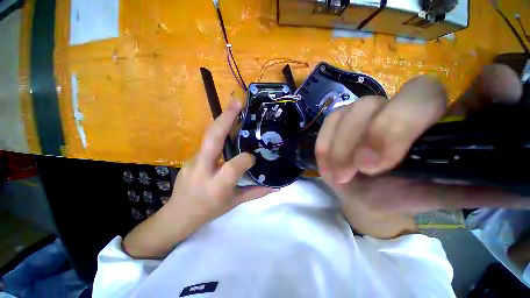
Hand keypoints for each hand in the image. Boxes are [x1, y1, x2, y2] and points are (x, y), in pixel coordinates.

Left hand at [123, 100, 272, 257]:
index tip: (253, 156)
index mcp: (217, 186)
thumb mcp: (234, 203)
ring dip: (222, 121)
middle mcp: (203, 171)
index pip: (233, 167)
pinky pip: (207, 143)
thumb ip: (255, 193)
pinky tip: (227, 128)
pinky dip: (218, 133)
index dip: (246, 158)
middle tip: (237, 102)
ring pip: (208, 137)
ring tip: (234, 107)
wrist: (178, 214)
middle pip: (213, 140)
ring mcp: (193, 161)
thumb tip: (274, 186)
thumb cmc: (209, 210)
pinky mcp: (189, 158)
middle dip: (225, 119)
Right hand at [316, 64, 526, 237]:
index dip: (494, 87)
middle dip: (388, 130)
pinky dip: (326, 145)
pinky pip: (332, 121)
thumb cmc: (402, 194)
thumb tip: (527, 188)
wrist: (361, 194)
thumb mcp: (438, 195)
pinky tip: (328, 166)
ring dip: (346, 146)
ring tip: (342, 176)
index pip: (483, 93)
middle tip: (369, 166)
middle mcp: (413, 109)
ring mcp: (371, 110)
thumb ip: (479, 188)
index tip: (498, 91)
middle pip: (414, 93)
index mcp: (449, 127)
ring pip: (360, 109)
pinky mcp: (341, 118)